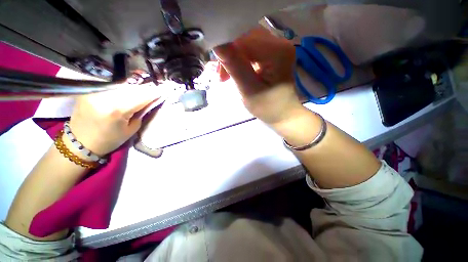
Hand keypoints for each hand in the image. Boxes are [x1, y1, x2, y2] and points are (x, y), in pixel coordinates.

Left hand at [68, 82, 163, 156]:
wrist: (80, 143)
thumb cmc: (110, 140)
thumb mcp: (131, 129)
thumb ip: (141, 112)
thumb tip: (150, 100)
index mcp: (117, 110)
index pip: (142, 96)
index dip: (155, 92)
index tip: (165, 89)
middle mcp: (104, 97)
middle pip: (132, 87)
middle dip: (146, 87)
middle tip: (156, 87)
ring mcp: (94, 92)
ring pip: (122, 84)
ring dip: (135, 86)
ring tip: (145, 87)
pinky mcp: (88, 91)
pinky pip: (111, 86)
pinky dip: (122, 87)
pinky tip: (129, 88)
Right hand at [214, 26, 303, 125]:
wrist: (283, 114)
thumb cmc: (268, 108)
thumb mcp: (249, 90)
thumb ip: (235, 67)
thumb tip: (217, 45)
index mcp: (277, 52)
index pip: (245, 39)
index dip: (227, 50)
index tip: (218, 71)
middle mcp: (280, 44)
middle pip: (246, 39)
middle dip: (230, 56)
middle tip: (221, 76)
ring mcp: (277, 48)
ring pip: (247, 44)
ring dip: (233, 59)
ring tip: (226, 76)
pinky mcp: (273, 55)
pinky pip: (251, 51)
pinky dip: (240, 61)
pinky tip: (235, 72)